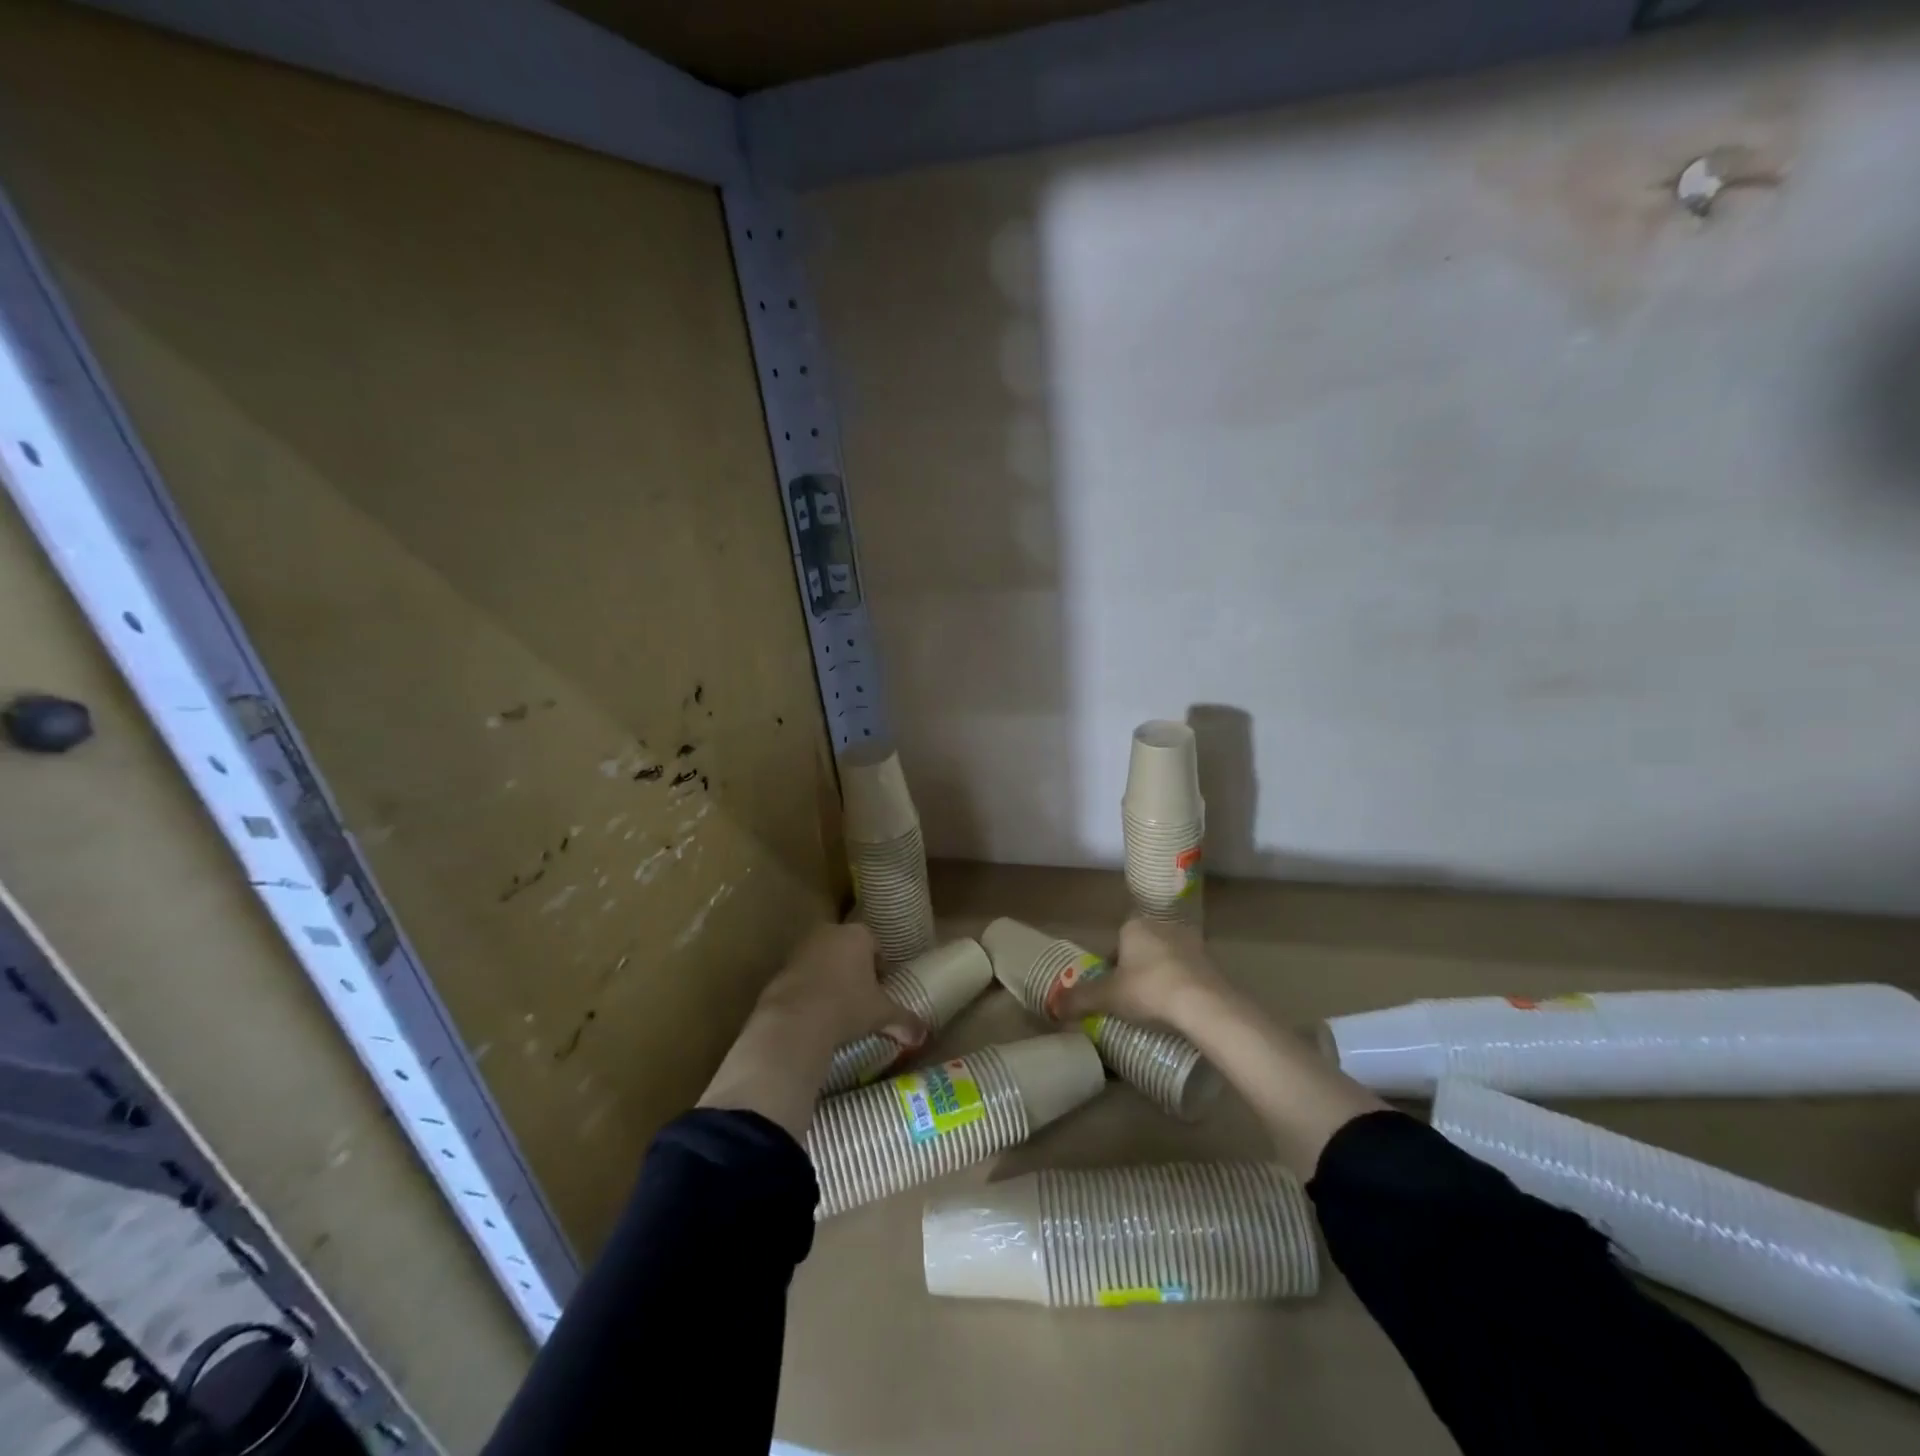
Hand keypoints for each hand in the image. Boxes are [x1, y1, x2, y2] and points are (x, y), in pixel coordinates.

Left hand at [699, 922, 927, 1139]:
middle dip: (854, 968)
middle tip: (861, 997)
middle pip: (847, 948)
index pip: (875, 945)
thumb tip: (923, 1034)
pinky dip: (809, 989)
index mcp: (858, 935)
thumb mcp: (881, 1014)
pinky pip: (803, 976)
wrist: (795, 1021)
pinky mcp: (781, 968)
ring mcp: (802, 948)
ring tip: (837, 1007)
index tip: (881, 989)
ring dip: (830, 977)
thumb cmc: (847, 1007)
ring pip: (823, 960)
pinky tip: (814, 1013)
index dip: (880, 967)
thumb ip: (905, 1020)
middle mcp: (829, 933)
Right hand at [1051, 918, 1228, 1028]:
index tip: (1111, 992)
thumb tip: (1053, 1005)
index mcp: (1134, 926)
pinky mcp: (1212, 962)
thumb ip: (1079, 999)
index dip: (1111, 968)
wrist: (1205, 1004)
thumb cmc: (1148, 990)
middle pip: (1141, 950)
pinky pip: (1189, 974)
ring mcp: (1191, 943)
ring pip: (1166, 961)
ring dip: (1161, 978)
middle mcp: (1162, 926)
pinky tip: (1179, 1011)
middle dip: (1136, 972)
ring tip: (1156, 1009)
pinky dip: (1182, 988)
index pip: (1116, 944)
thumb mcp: (1107, 997)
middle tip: (1132, 1002)